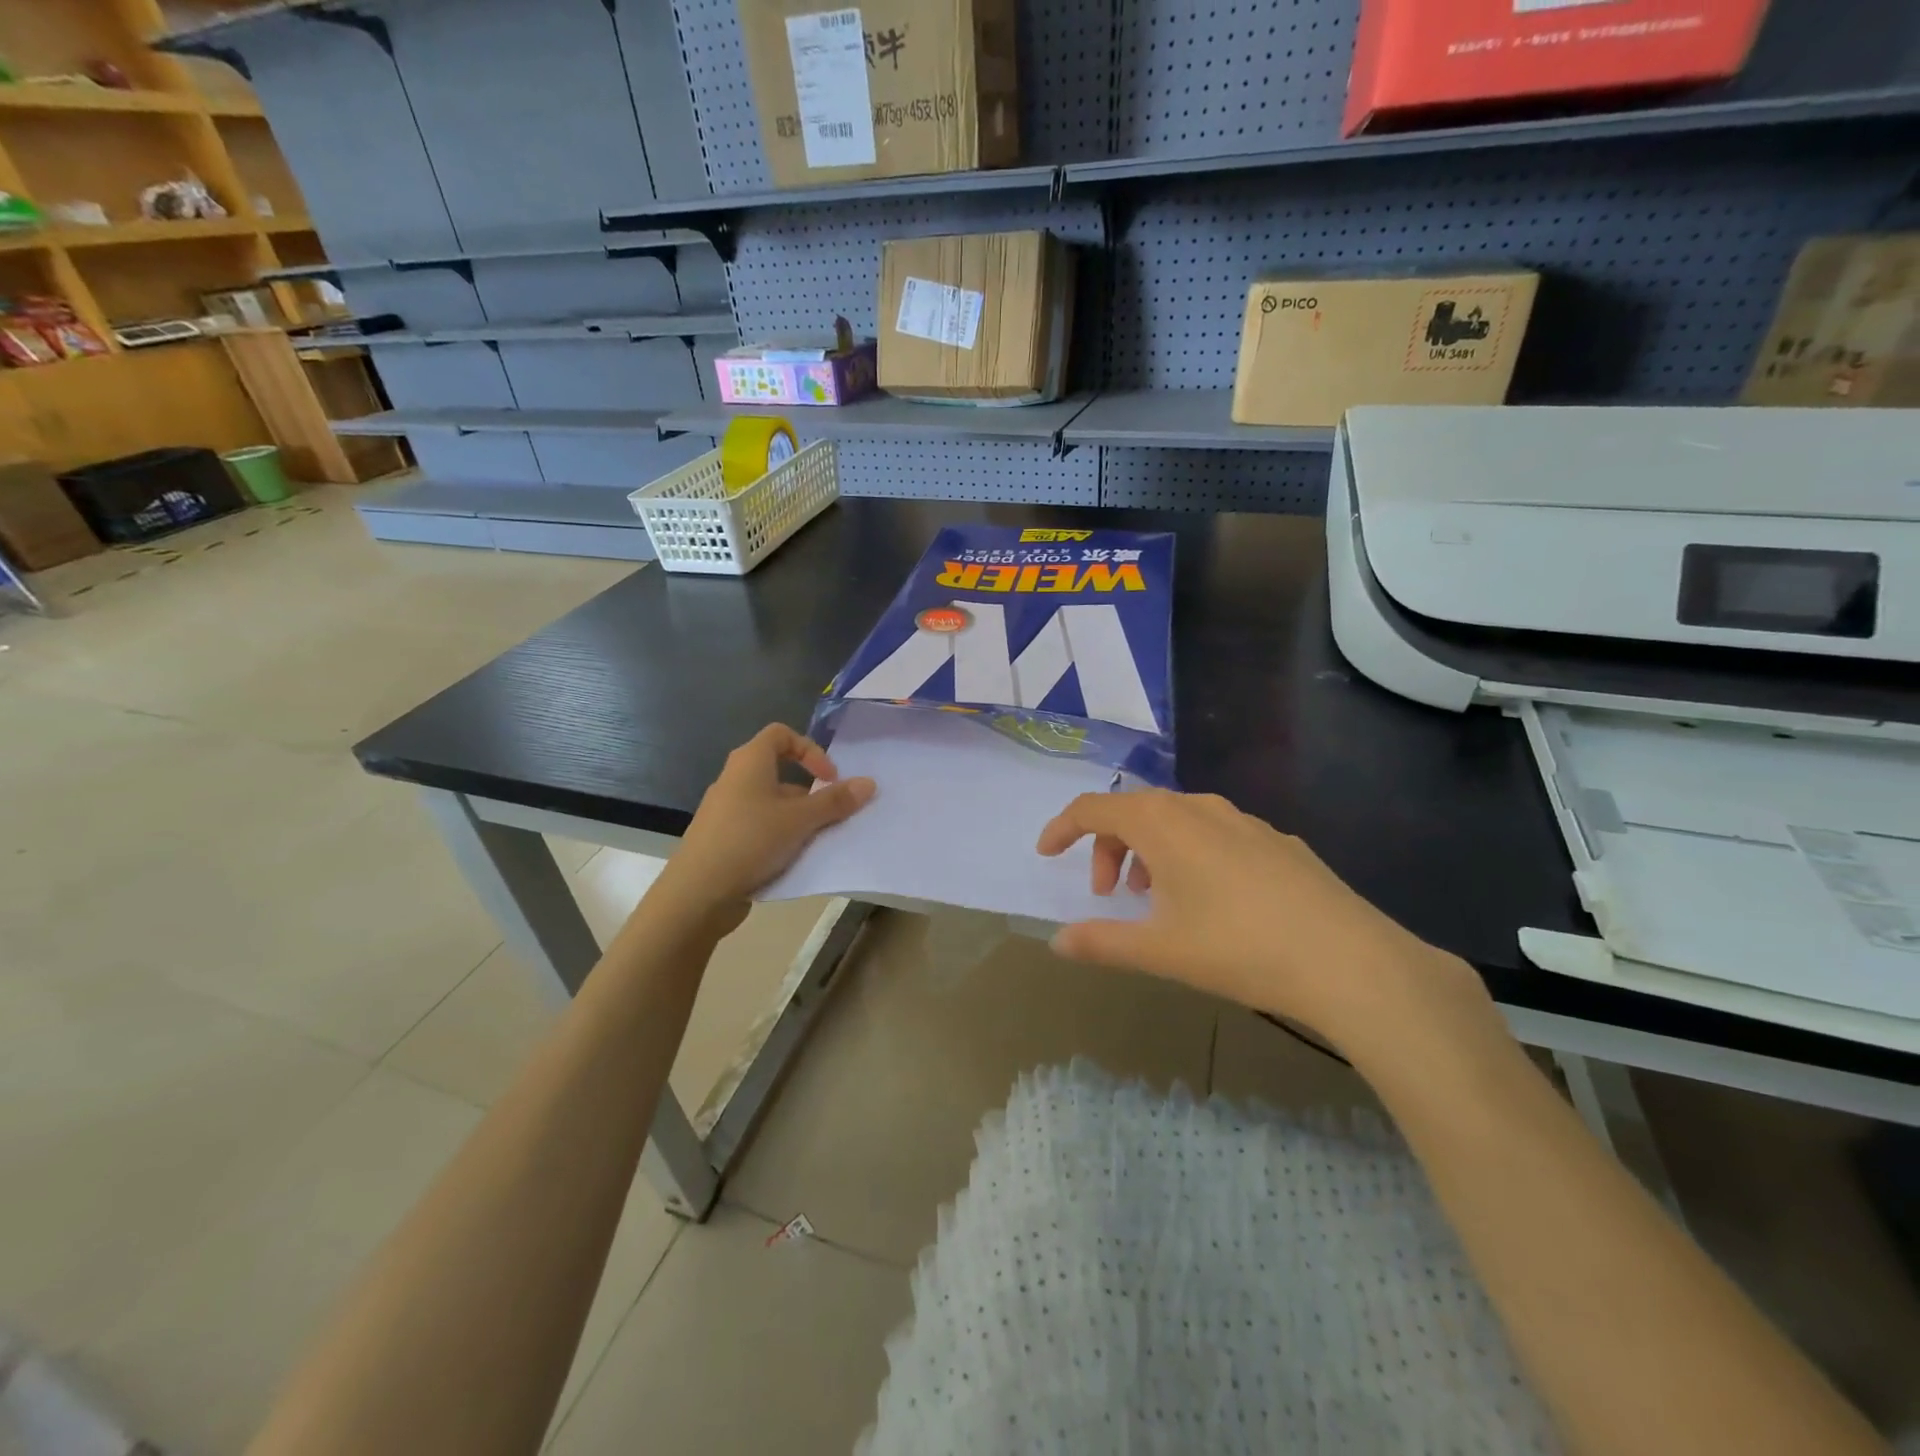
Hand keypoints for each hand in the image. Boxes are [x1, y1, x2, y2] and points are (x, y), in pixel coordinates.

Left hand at [659, 725, 873, 925]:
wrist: (697, 893)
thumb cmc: (750, 840)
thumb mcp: (800, 820)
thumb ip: (835, 801)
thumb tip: (869, 782)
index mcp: (749, 762)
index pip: (781, 735)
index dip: (810, 750)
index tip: (829, 778)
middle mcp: (735, 780)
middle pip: (779, 771)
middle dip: (810, 792)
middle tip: (831, 814)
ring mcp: (727, 811)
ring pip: (772, 804)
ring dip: (798, 817)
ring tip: (817, 840)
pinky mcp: (724, 839)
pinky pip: (760, 827)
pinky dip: (780, 836)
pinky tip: (794, 859)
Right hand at [1036, 790, 1496, 1065]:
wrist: (1350, 961)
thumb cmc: (1239, 948)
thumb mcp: (1160, 951)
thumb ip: (1101, 942)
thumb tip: (1058, 941)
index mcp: (1162, 822)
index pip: (1094, 808)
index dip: (1063, 828)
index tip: (1046, 855)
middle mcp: (1199, 807)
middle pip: (1134, 811)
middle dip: (1108, 847)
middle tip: (1109, 895)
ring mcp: (1244, 820)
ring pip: (1178, 821)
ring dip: (1150, 852)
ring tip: (1156, 899)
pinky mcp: (1277, 841)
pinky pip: (1216, 834)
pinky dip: (1191, 855)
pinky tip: (1213, 901)